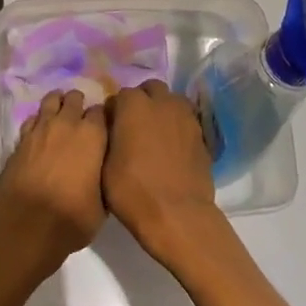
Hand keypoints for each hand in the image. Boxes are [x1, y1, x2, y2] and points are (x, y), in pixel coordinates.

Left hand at [0, 90, 107, 275]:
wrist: (28, 225)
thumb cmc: (72, 218)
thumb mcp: (102, 205)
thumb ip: (102, 177)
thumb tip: (99, 171)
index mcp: (92, 136)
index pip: (101, 112)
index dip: (102, 118)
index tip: (104, 128)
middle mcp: (67, 123)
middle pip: (74, 98)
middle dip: (79, 105)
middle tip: (82, 120)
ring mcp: (41, 128)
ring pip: (51, 100)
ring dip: (58, 104)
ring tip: (61, 115)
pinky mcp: (21, 138)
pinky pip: (33, 118)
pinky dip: (38, 121)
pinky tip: (41, 132)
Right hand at [102, 80, 218, 266]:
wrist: (178, 216)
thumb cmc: (133, 190)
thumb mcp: (104, 165)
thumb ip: (106, 138)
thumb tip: (111, 129)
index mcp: (132, 104)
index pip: (119, 97)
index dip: (114, 113)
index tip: (112, 129)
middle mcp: (161, 102)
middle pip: (150, 89)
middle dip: (142, 101)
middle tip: (135, 126)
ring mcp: (185, 117)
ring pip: (173, 101)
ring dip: (163, 110)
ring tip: (157, 134)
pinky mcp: (202, 136)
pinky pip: (187, 122)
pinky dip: (179, 128)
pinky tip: (173, 149)